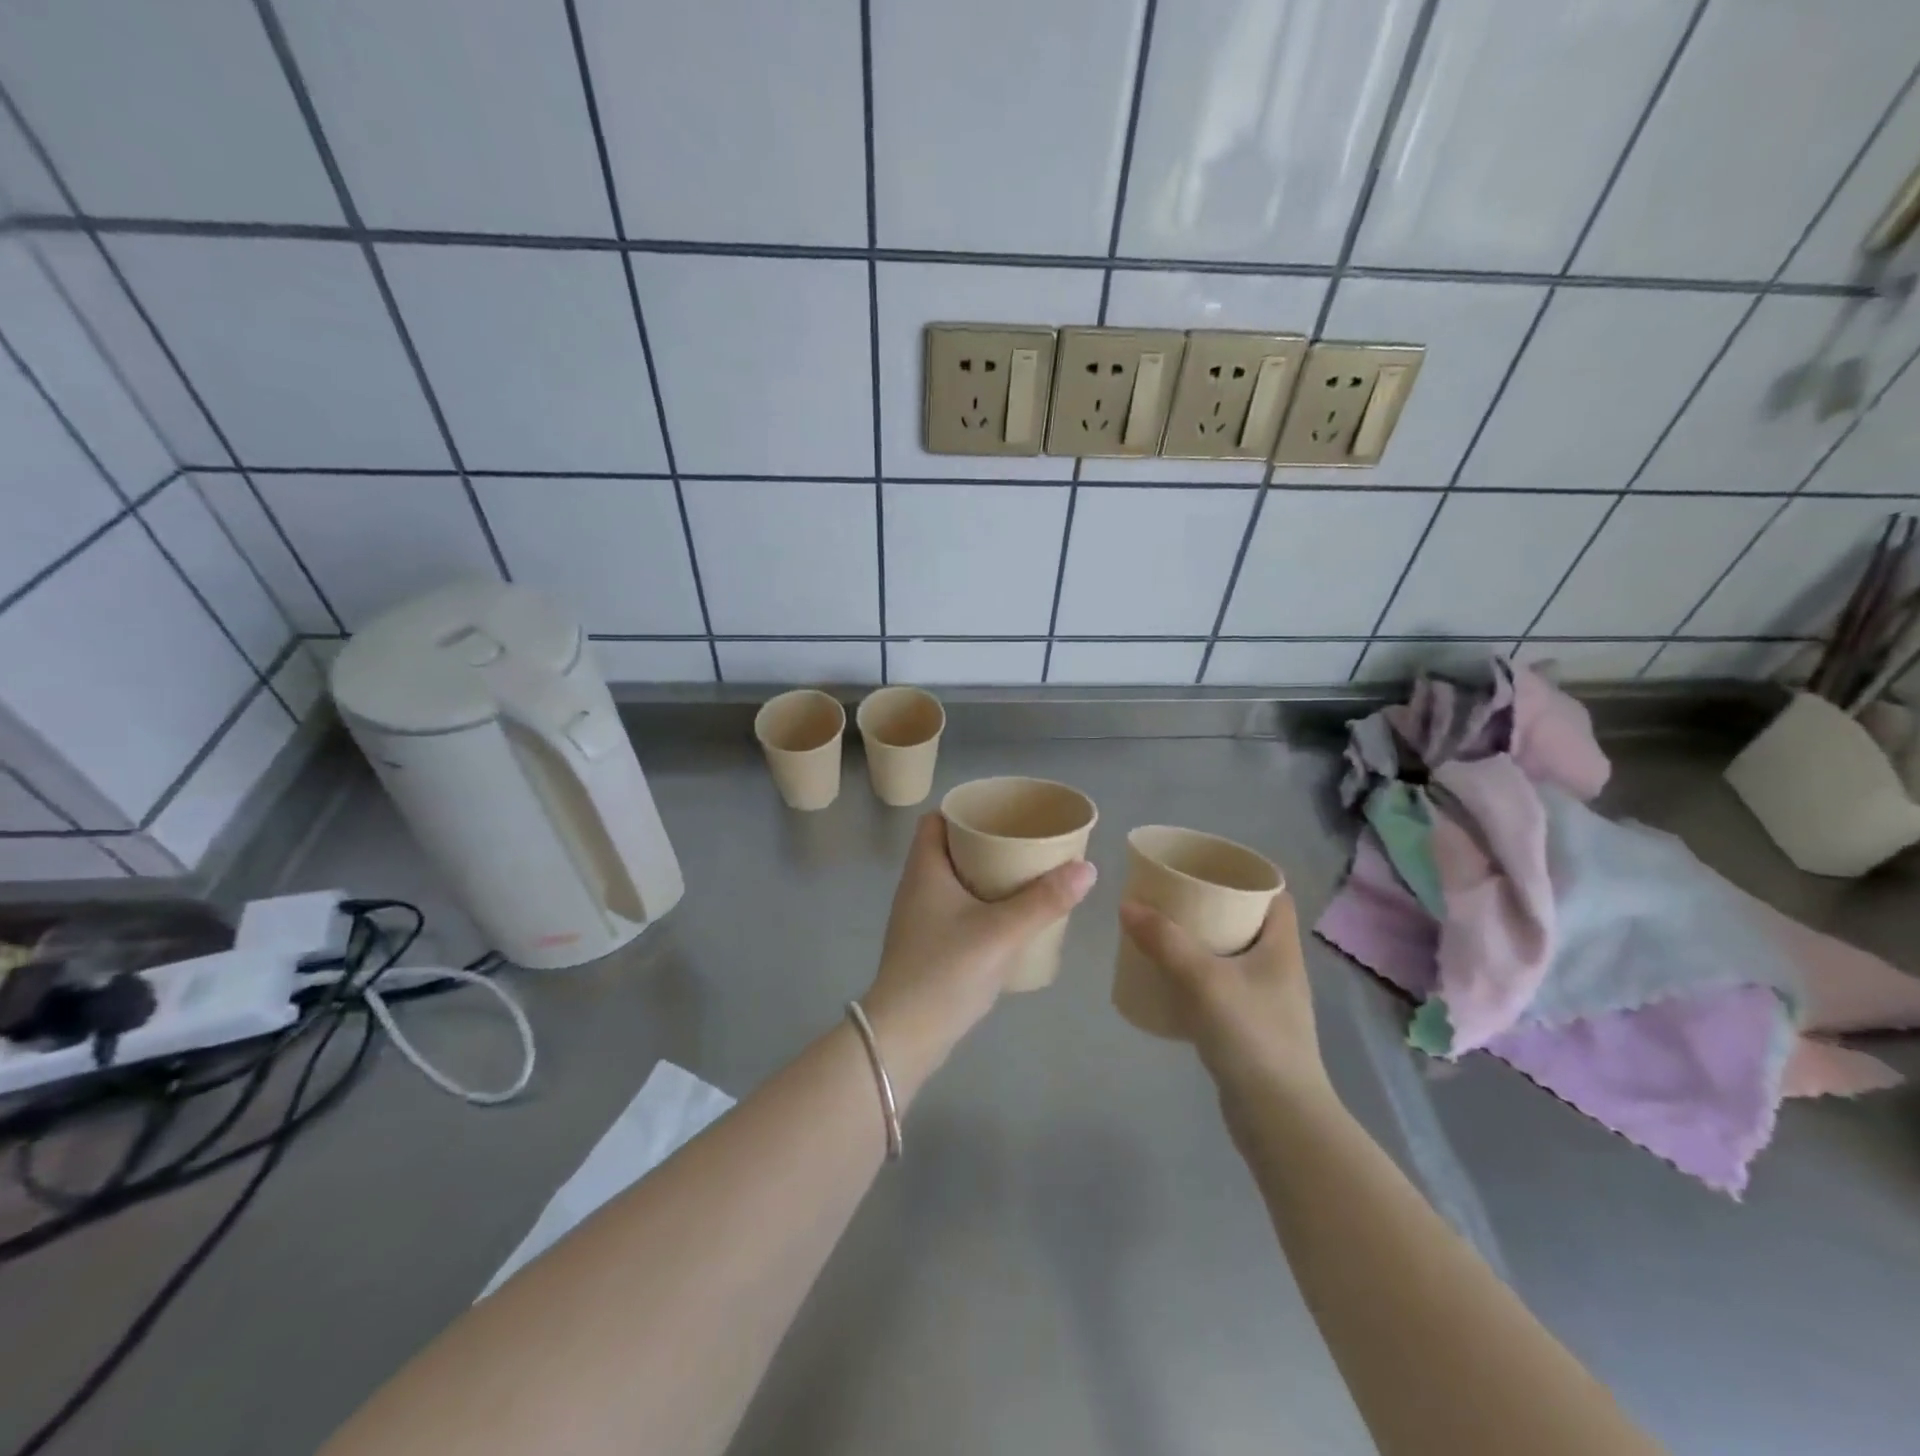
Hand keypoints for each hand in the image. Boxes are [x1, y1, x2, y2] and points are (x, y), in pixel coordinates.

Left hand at [863, 814, 1095, 1083]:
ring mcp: (919, 919)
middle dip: (985, 843)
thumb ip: (1044, 901)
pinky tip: (1009, 918)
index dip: (965, 812)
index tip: (1002, 814)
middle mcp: (917, 887)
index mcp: (925, 870)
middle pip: (949, 849)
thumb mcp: (1001, 932)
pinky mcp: (928, 946)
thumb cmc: (945, 972)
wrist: (905, 1038)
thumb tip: (1087, 867)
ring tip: (1025, 876)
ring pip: (954, 881)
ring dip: (985, 876)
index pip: (935, 820)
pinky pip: (956, 909)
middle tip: (1025, 844)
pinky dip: (980, 904)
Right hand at [1117, 896, 1329, 1107]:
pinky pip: (1222, 988)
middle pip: (1248, 923)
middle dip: (1212, 907)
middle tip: (1173, 896)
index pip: (1274, 896)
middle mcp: (1279, 970)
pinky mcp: (1251, 1030)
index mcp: (1281, 948)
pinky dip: (1198, 977)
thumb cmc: (1251, 1036)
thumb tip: (1127, 905)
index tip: (1206, 867)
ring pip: (1233, 957)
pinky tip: (1170, 981)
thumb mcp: (1203, 979)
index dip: (1245, 876)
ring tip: (1164, 932)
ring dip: (1202, 943)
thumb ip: (1164, 940)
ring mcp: (1266, 1003)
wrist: (1279, 1118)